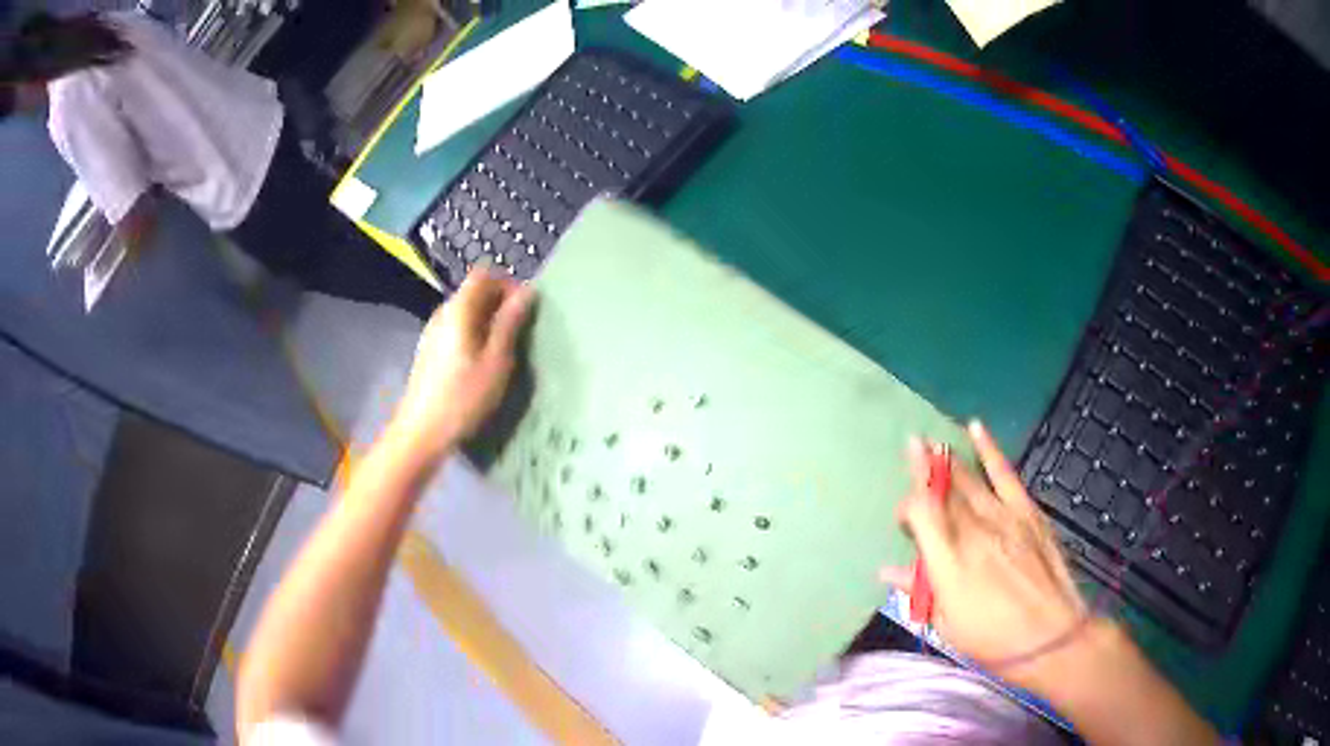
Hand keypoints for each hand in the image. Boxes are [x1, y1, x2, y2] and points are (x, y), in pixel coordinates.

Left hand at [391, 269, 533, 459]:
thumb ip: (510, 323)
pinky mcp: (431, 350)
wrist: (421, 433)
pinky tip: (483, 362)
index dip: (506, 282)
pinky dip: (474, 334)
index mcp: (459, 310)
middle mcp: (443, 313)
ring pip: (466, 311)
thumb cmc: (462, 398)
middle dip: (500, 302)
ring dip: (488, 320)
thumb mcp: (496, 362)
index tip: (524, 307)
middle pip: (474, 291)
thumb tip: (527, 291)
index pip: (483, 274)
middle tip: (520, 330)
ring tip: (505, 348)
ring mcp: (433, 331)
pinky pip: (457, 328)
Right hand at [882, 421, 1087, 687]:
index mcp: (949, 562)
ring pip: (968, 479)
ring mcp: (1003, 517)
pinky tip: (975, 429)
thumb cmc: (992, 639)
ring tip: (931, 441)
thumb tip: (888, 571)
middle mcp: (973, 531)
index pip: (921, 513)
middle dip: (923, 471)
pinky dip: (989, 449)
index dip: (907, 501)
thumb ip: (920, 591)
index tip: (901, 508)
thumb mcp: (947, 625)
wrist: (1050, 635)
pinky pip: (1004, 473)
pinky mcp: (1028, 512)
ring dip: (947, 460)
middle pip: (942, 491)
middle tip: (911, 449)